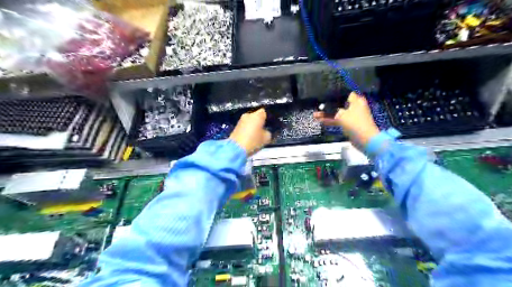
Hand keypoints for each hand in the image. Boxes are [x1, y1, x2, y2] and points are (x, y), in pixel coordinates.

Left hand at [231, 108, 273, 156]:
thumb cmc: (253, 141)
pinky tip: (249, 137)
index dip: (267, 118)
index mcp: (257, 115)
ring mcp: (240, 120)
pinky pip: (244, 126)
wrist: (235, 149)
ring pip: (249, 121)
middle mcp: (248, 115)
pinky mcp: (235, 126)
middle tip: (263, 130)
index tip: (269, 124)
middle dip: (259, 122)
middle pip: (256, 116)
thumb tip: (265, 131)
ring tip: (256, 134)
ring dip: (252, 126)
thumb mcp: (267, 138)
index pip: (264, 112)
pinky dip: (247, 129)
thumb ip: (268, 132)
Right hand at [313, 92, 379, 147]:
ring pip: (337, 113)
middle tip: (318, 106)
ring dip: (327, 114)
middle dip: (328, 106)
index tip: (325, 96)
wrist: (365, 139)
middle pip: (339, 104)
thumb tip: (326, 108)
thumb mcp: (341, 115)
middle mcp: (355, 106)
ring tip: (315, 115)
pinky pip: (338, 120)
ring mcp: (352, 116)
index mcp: (356, 100)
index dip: (334, 95)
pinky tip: (321, 121)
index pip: (344, 94)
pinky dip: (331, 120)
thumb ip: (332, 110)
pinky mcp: (349, 124)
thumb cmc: (354, 123)